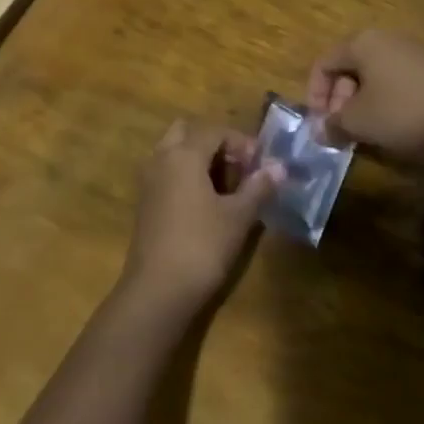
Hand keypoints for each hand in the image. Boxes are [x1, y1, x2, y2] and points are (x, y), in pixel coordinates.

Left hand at [120, 121, 281, 316]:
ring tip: (226, 187)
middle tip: (238, 168)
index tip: (261, 164)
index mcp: (184, 154)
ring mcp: (149, 181)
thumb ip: (258, 187)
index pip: (215, 131)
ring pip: (174, 153)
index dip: (241, 143)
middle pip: (188, 133)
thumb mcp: (238, 217)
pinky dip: (185, 176)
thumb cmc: (202, 246)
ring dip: (199, 160)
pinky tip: (205, 204)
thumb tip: (279, 167)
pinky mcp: (144, 204)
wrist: (157, 292)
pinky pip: (166, 173)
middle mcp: (161, 159)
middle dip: (215, 144)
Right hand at [306, 30, 423, 163]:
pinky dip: (385, 103)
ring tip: (365, 134)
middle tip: (341, 131)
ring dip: (361, 105)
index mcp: (362, 42)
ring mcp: (412, 53)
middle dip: (339, 101)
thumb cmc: (404, 112)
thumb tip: (319, 130)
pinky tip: (392, 128)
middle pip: (348, 68)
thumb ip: (333, 123)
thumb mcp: (360, 121)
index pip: (324, 63)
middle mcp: (386, 39)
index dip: (315, 94)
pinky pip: (395, 82)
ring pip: (372, 77)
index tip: (320, 124)